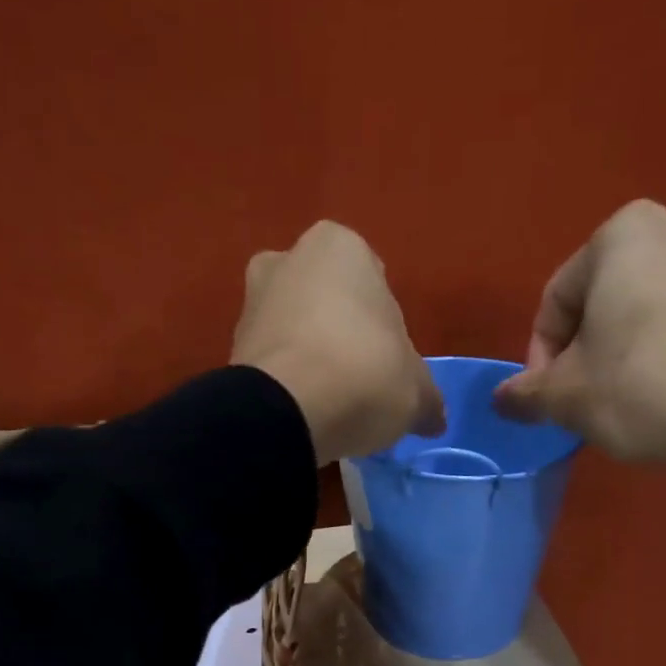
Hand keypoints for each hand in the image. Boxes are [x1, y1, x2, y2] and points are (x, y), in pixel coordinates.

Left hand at [231, 222, 443, 465]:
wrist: (288, 412)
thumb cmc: (364, 376)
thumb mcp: (415, 392)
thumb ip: (427, 399)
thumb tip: (435, 418)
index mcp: (341, 247)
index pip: (374, 283)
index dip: (384, 328)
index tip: (387, 365)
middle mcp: (289, 258)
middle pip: (327, 301)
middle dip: (340, 334)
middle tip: (358, 381)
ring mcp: (251, 301)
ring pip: (294, 329)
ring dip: (309, 357)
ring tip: (329, 404)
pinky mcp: (230, 348)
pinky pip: (271, 362)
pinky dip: (285, 382)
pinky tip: (303, 413)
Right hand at [495, 200, 665, 520]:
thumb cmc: (642, 389)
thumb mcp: (567, 397)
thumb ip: (526, 394)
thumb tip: (500, 399)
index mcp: (622, 234)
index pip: (554, 301)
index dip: (540, 358)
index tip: (546, 402)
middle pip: (597, 303)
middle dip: (579, 355)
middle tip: (578, 404)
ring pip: (636, 314)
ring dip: (614, 358)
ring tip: (616, 405)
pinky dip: (655, 356)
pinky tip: (658, 396)